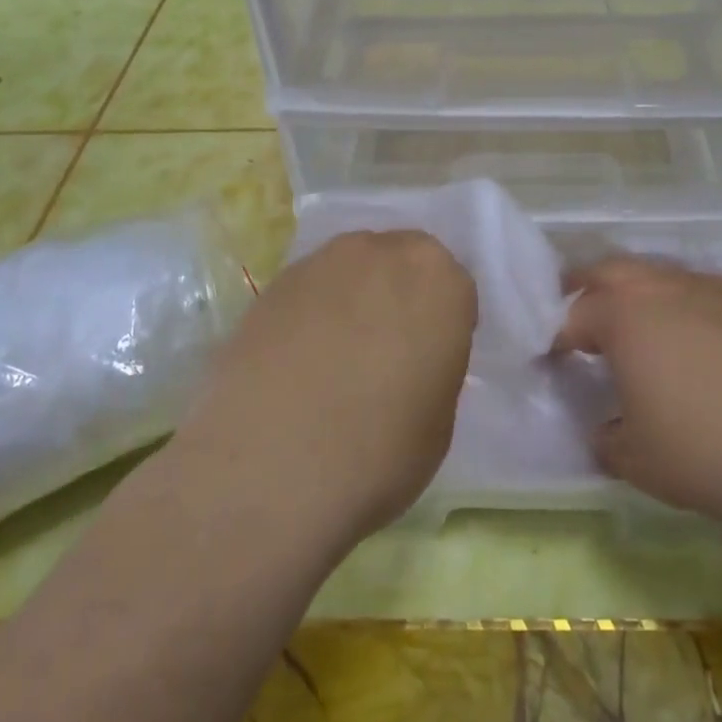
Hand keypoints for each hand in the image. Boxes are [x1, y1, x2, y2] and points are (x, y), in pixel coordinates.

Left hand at [179, 230, 476, 543]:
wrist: (268, 468)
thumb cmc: (379, 451)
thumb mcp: (439, 418)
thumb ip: (432, 366)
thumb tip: (409, 359)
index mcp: (438, 280)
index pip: (454, 289)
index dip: (442, 326)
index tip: (429, 360)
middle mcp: (381, 253)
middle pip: (400, 265)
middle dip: (398, 297)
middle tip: (385, 352)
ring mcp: (320, 263)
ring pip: (351, 272)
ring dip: (352, 301)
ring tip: (335, 359)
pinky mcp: (271, 284)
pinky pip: (309, 292)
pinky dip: (310, 316)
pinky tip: (296, 364)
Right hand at [557, 256, 721, 534]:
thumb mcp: (646, 465)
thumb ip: (610, 443)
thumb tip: (607, 431)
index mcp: (627, 316)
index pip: (572, 316)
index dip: (554, 340)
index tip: (550, 363)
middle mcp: (668, 287)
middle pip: (611, 272)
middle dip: (586, 292)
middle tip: (580, 322)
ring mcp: (720, 289)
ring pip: (662, 278)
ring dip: (641, 298)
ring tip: (643, 338)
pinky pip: (706, 296)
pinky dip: (688, 312)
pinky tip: (707, 353)